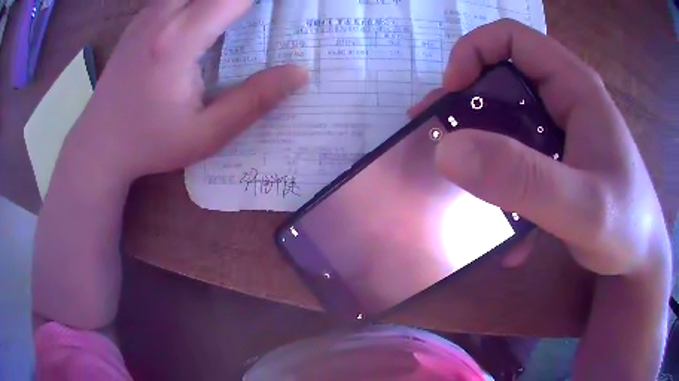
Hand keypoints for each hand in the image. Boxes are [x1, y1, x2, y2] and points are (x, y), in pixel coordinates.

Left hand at [64, 0, 307, 182]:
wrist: (98, 144)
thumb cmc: (149, 144)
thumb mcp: (205, 135)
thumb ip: (253, 101)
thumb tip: (299, 72)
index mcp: (177, 41)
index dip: (262, 0)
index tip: (281, 9)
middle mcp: (161, 15)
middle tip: (260, 14)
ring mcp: (148, 13)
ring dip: (221, 1)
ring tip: (238, 17)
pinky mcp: (141, 18)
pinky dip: (199, 2)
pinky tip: (208, 19)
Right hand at [412, 19, 669, 275]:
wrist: (641, 256)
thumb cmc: (626, 226)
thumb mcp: (581, 208)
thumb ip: (523, 180)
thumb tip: (449, 151)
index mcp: (574, 86)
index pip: (511, 38)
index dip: (472, 54)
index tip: (451, 97)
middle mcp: (566, 98)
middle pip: (504, 77)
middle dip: (467, 106)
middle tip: (441, 142)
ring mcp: (563, 131)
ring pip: (509, 121)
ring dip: (483, 152)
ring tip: (463, 187)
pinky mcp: (560, 160)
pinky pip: (523, 159)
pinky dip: (507, 187)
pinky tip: (506, 230)